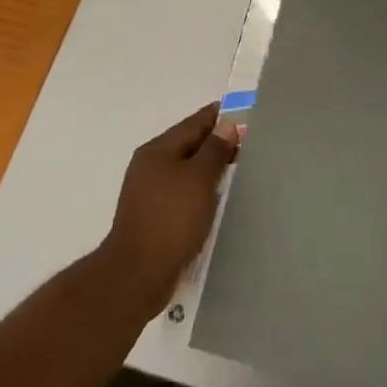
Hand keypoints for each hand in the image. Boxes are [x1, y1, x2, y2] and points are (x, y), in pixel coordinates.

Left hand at [98, 104, 240, 317]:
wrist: (138, 273)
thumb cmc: (171, 219)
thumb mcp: (198, 179)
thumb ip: (214, 150)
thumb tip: (226, 125)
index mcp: (158, 150)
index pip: (193, 123)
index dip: (218, 117)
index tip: (243, 113)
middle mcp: (150, 166)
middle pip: (188, 145)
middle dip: (215, 143)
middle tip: (248, 143)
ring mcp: (149, 193)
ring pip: (186, 171)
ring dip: (208, 168)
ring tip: (237, 170)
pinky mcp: (154, 217)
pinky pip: (183, 193)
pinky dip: (201, 191)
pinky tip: (217, 200)